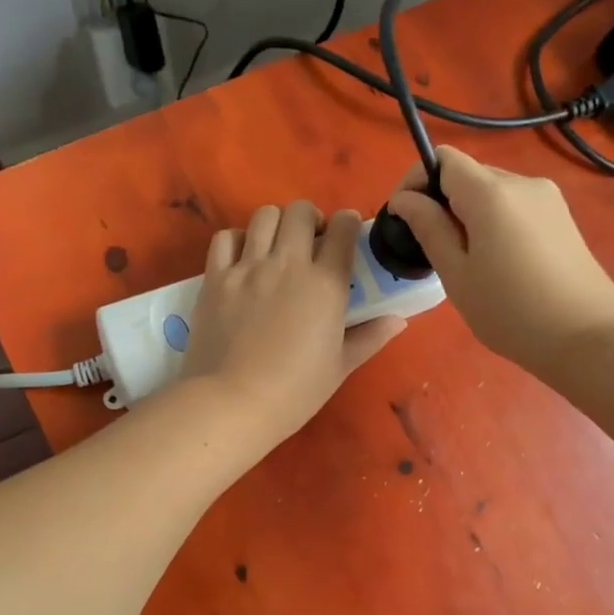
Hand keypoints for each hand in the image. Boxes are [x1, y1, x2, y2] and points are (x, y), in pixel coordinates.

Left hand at [179, 201, 404, 449]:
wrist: (233, 403)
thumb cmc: (295, 391)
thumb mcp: (340, 367)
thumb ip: (369, 337)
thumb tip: (398, 320)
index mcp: (326, 284)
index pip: (343, 229)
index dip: (348, 224)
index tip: (346, 234)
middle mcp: (288, 264)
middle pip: (301, 211)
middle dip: (311, 218)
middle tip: (310, 241)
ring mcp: (248, 268)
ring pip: (264, 215)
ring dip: (276, 224)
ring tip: (276, 246)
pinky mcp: (215, 278)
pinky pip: (225, 238)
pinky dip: (237, 240)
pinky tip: (243, 259)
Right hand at [386, 147, 613, 370]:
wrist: (588, 335)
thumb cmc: (510, 311)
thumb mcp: (457, 274)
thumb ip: (428, 228)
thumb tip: (404, 198)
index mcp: (491, 193)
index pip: (443, 158)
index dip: (417, 179)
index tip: (405, 215)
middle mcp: (522, 182)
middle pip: (468, 174)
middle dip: (442, 201)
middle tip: (433, 248)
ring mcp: (547, 198)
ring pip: (491, 191)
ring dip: (468, 214)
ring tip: (467, 261)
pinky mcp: (561, 216)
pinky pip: (514, 206)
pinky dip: (494, 222)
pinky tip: (498, 263)